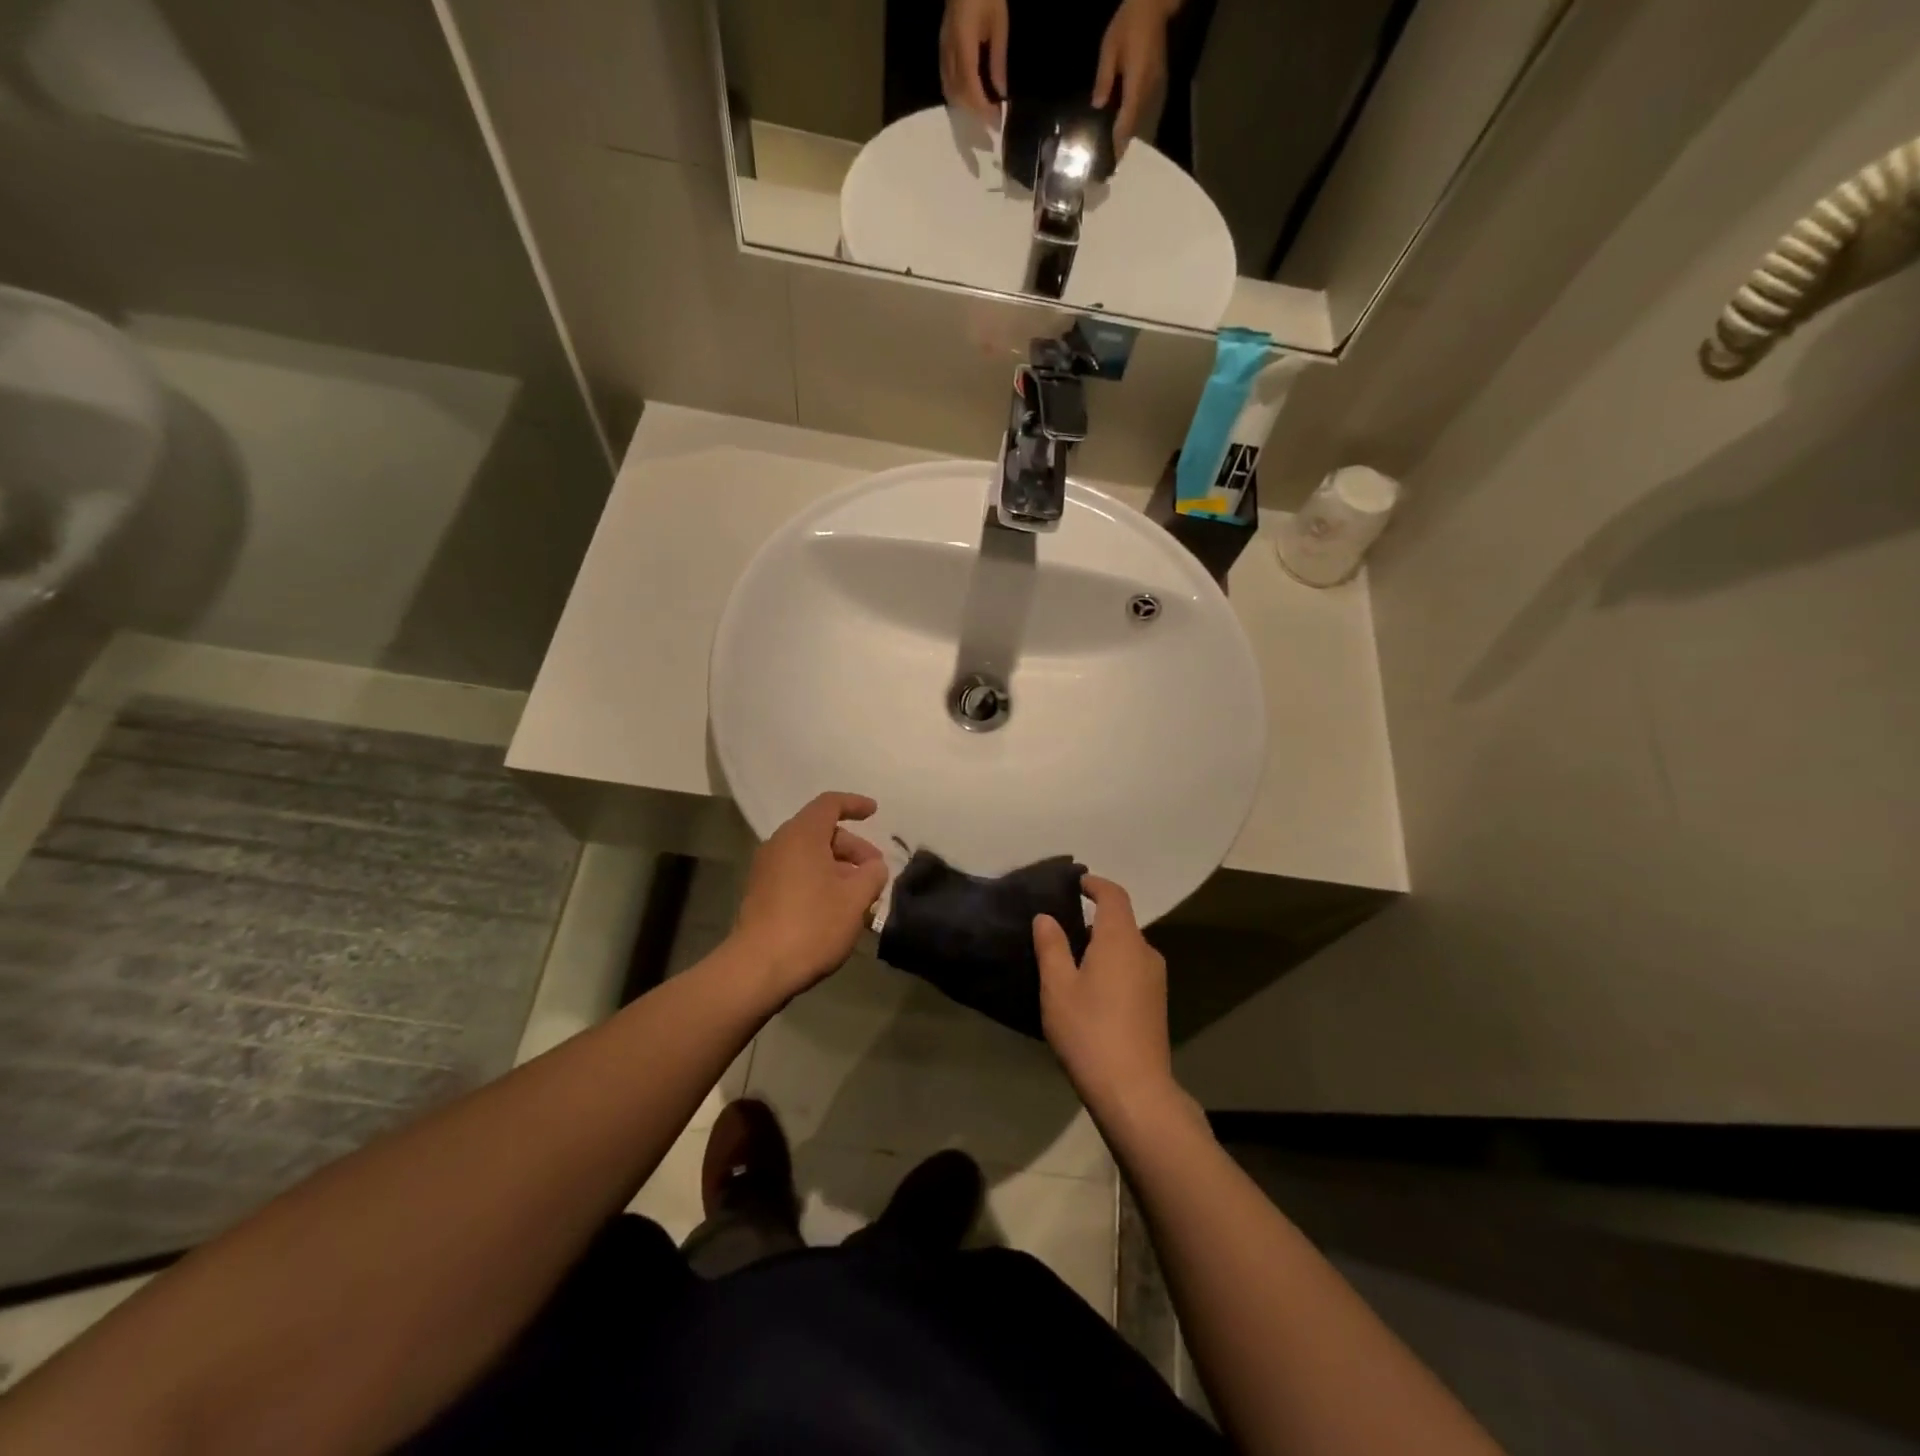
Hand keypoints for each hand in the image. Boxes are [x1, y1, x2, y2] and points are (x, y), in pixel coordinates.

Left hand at [733, 792, 887, 1000]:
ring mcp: (766, 869)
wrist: (758, 968)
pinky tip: (836, 907)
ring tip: (860, 893)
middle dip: (852, 846)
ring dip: (837, 866)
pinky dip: (819, 879)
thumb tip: (874, 867)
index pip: (830, 804)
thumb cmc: (812, 924)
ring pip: (809, 855)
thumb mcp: (856, 898)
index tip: (875, 812)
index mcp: (802, 835)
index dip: (854, 804)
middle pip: (821, 831)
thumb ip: (872, 874)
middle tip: (874, 870)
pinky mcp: (761, 893)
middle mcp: (780, 844)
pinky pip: (796, 872)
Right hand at [941, 0, 1007, 121]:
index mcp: (964, 43)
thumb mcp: (999, 23)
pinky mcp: (942, 50)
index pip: (971, 87)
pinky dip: (958, 98)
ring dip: (966, 109)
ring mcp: (943, 51)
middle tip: (991, 126)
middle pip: (959, 95)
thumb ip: (998, 60)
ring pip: (950, 92)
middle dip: (975, 115)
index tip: (996, 123)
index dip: (983, 109)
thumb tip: (1000, 93)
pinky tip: (970, 102)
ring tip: (982, 116)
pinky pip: (947, 83)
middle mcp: (949, 52)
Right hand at [1033, 875, 1183, 1118]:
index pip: (1114, 896)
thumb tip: (1046, 917)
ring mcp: (1155, 980)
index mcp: (1121, 940)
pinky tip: (1090, 991)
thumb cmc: (1089, 1031)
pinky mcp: (1157, 1004)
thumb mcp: (1058, 987)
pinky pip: (1132, 969)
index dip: (1095, 884)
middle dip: (1093, 920)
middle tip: (1060, 929)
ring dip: (1102, 946)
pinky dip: (1112, 966)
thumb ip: (1051, 946)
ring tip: (1070, 962)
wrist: (1134, 1091)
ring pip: (1127, 948)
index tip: (1076, 883)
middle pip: (1121, 922)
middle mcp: (1145, 952)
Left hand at [1094, 0, 1175, 155]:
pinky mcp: (1158, 86)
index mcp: (1137, 84)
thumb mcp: (1110, 47)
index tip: (1108, 166)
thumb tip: (1097, 106)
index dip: (1116, 146)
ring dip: (1128, 139)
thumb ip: (1104, 79)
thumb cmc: (1130, 22)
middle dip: (1121, 148)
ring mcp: (1156, 90)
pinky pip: (1145, 113)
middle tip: (1108, 168)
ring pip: (1140, 124)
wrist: (1154, 4)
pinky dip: (1133, 126)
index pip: (1126, 123)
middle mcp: (1149, 92)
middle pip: (1134, 129)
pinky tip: (1123, 132)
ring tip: (1114, 155)